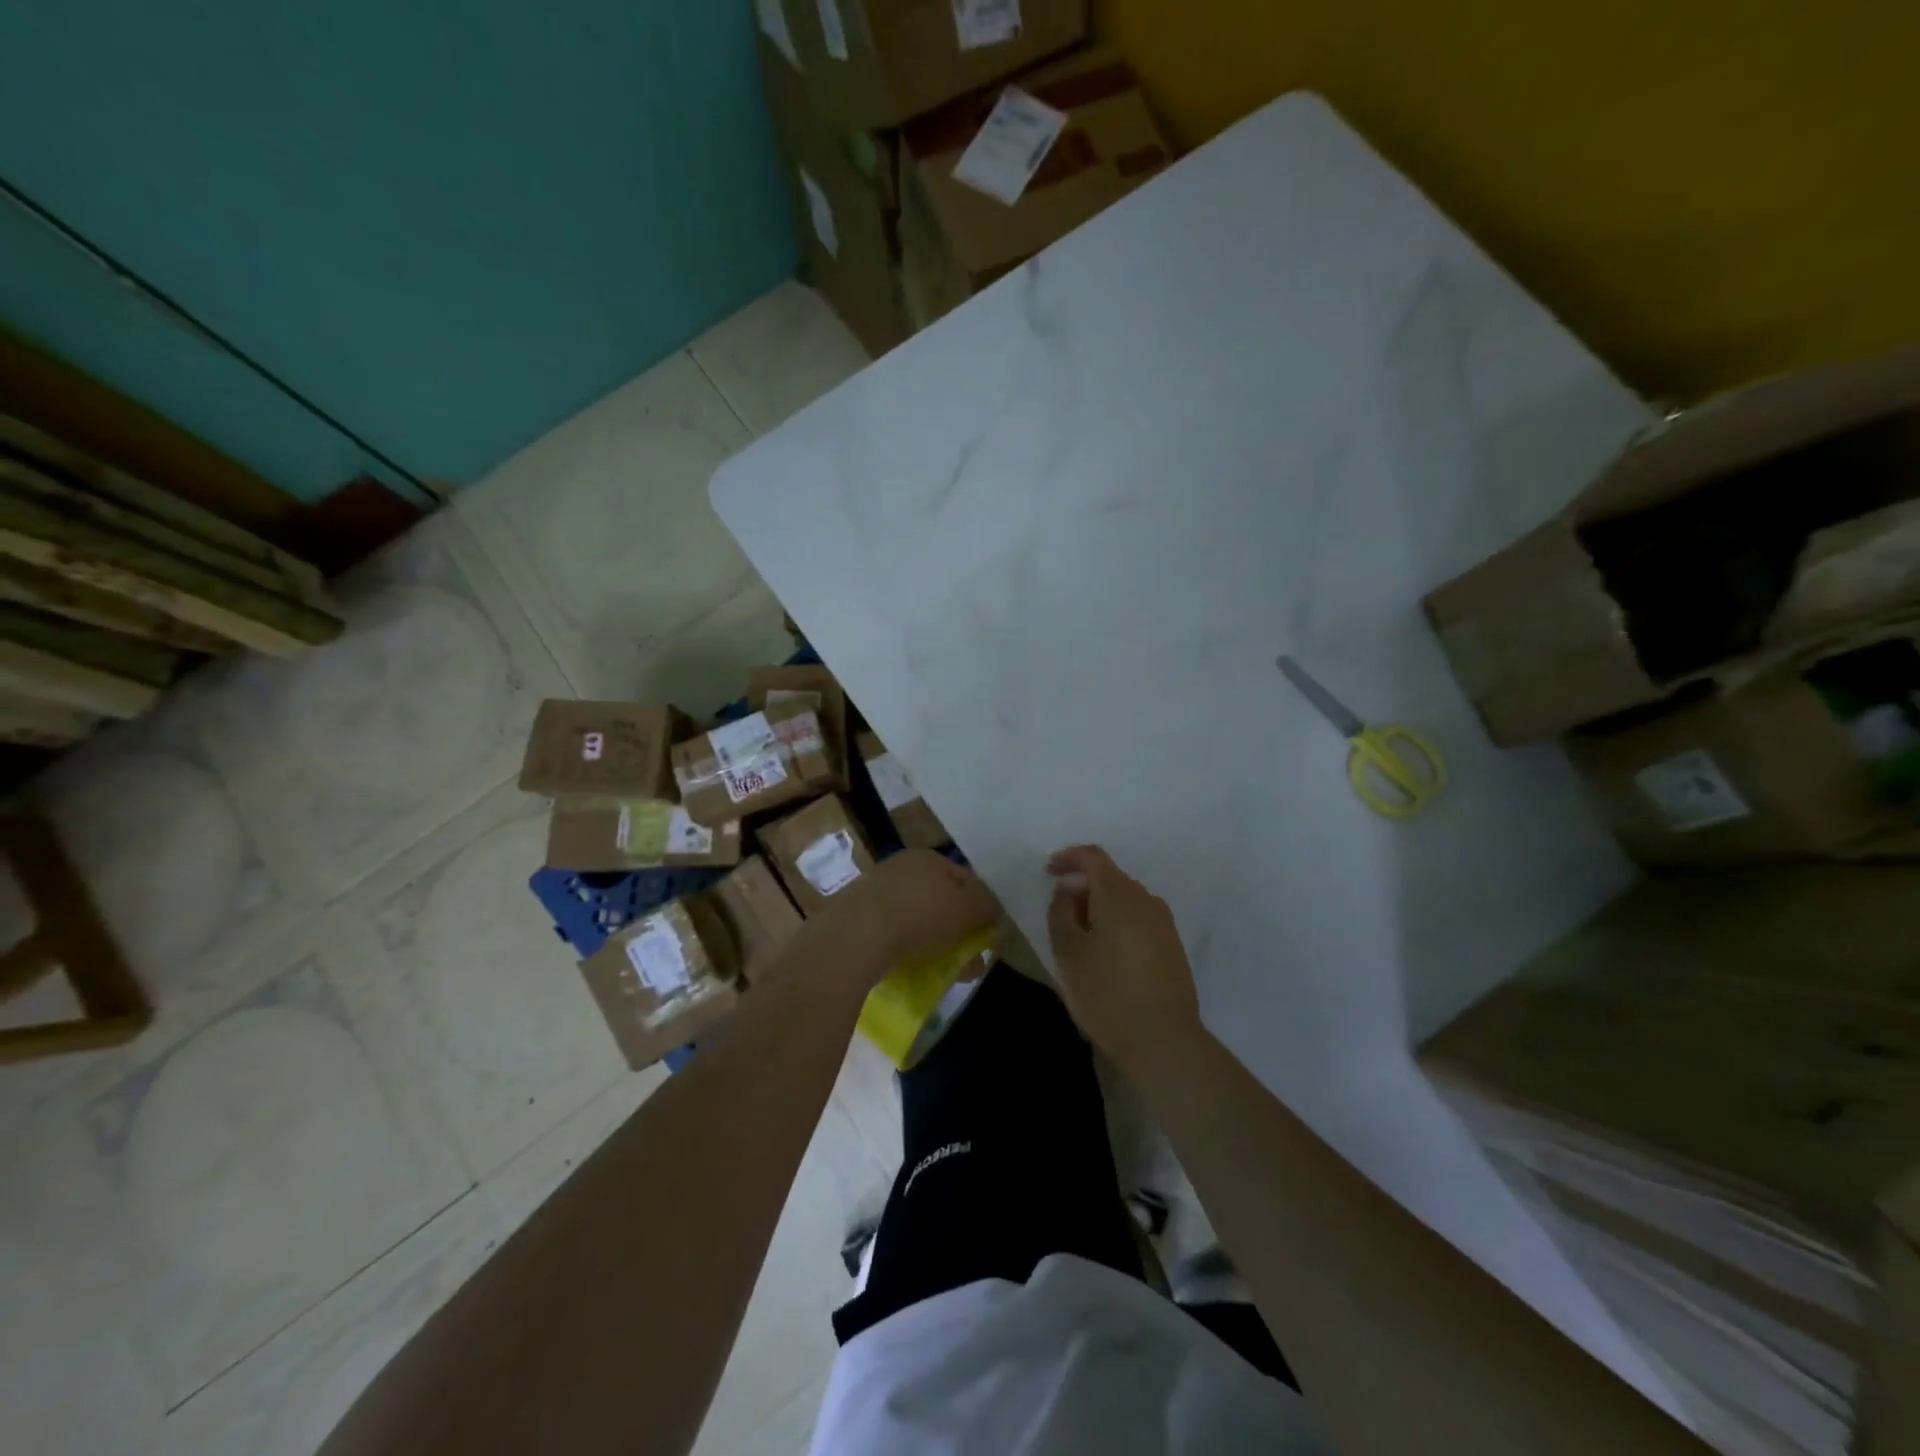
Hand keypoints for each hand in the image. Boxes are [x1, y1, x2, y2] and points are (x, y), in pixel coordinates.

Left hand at [820, 849, 1000, 987]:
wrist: (855, 936)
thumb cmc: (920, 916)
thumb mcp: (967, 909)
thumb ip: (986, 905)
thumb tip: (991, 909)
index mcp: (928, 857)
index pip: (966, 879)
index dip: (980, 907)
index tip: (986, 937)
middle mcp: (901, 866)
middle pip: (940, 899)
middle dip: (957, 930)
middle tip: (968, 962)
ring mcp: (875, 890)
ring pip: (916, 918)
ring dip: (933, 942)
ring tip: (942, 972)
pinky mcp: (856, 916)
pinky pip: (891, 932)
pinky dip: (905, 947)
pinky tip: (909, 967)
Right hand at [1047, 845, 1207, 1080]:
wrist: (1164, 1041)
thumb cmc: (1107, 994)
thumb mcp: (1068, 953)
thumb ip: (1061, 913)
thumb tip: (1068, 892)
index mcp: (1119, 895)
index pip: (1093, 857)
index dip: (1068, 858)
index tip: (1048, 871)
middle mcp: (1146, 900)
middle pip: (1110, 878)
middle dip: (1082, 887)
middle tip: (1059, 913)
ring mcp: (1164, 924)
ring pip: (1125, 900)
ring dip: (1100, 907)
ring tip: (1080, 938)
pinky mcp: (1173, 946)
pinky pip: (1138, 919)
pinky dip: (1117, 923)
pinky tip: (1105, 954)